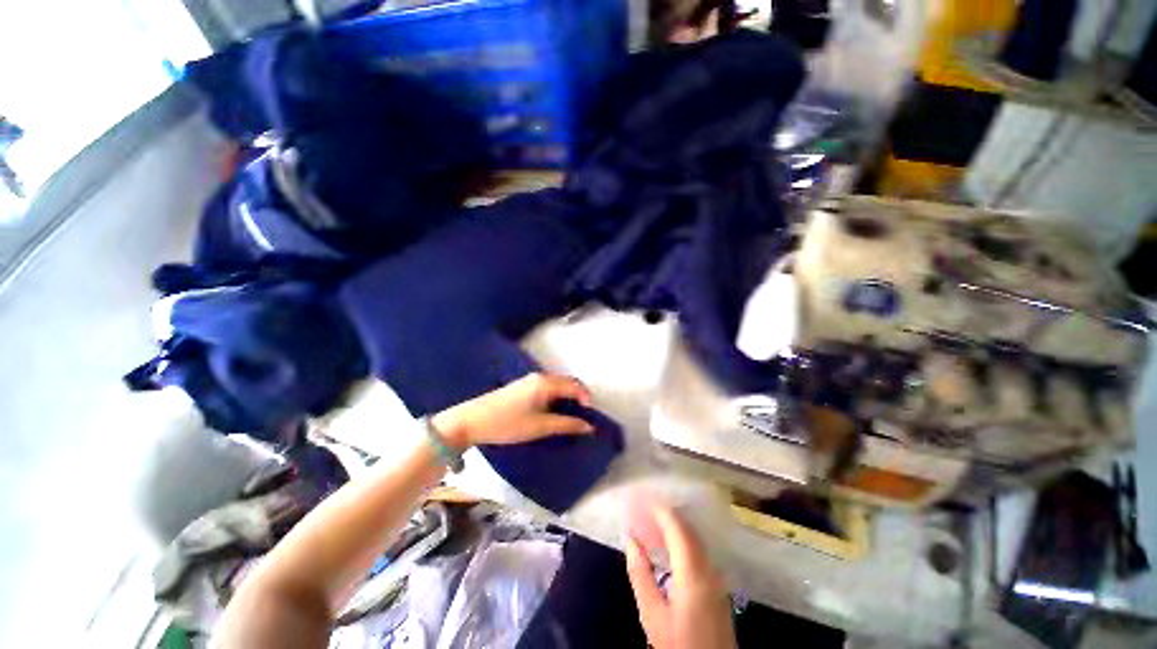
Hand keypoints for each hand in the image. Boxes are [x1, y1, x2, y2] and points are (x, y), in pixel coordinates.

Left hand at [431, 373, 594, 449]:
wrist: (471, 421)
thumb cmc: (508, 423)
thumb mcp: (540, 427)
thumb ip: (567, 425)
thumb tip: (588, 426)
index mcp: (546, 383)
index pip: (574, 385)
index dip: (586, 399)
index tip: (589, 417)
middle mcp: (539, 377)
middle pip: (566, 383)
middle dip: (577, 398)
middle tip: (581, 419)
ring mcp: (529, 380)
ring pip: (556, 386)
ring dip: (566, 399)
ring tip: (567, 418)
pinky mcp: (521, 387)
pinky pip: (546, 388)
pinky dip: (555, 399)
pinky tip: (550, 413)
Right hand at [625, 504, 735, 648]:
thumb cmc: (679, 644)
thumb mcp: (652, 614)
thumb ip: (641, 574)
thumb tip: (631, 539)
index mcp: (694, 571)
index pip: (676, 526)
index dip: (658, 508)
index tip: (639, 497)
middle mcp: (709, 566)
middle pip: (687, 528)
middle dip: (663, 513)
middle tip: (640, 506)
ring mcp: (716, 575)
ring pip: (693, 538)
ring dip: (671, 525)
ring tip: (647, 520)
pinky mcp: (716, 584)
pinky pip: (696, 550)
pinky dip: (679, 539)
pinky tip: (664, 544)